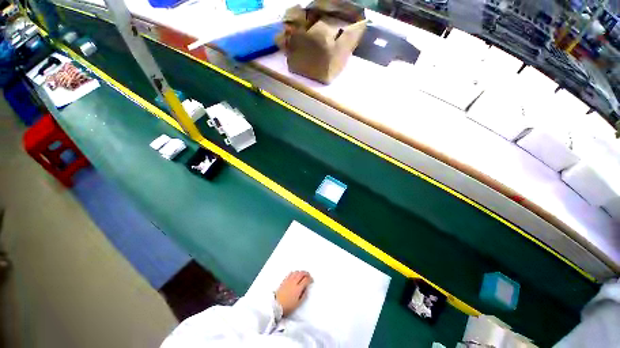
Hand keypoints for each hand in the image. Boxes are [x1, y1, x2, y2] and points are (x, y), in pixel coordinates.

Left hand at [275, 271, 312, 316]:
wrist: (276, 305)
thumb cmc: (288, 306)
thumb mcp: (298, 303)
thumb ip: (304, 295)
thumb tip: (306, 288)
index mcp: (298, 288)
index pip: (306, 280)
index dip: (310, 279)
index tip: (312, 280)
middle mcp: (294, 282)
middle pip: (302, 273)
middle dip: (306, 273)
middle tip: (309, 276)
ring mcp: (289, 280)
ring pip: (296, 272)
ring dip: (301, 272)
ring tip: (303, 275)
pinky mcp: (284, 280)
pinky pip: (291, 273)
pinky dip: (295, 272)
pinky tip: (295, 275)